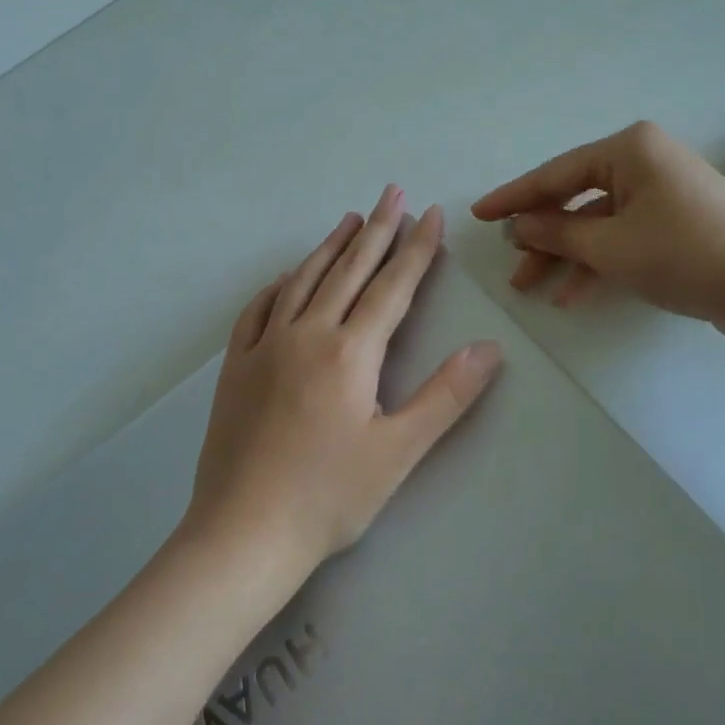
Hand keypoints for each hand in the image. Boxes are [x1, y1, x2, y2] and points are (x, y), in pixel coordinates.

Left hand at [188, 186, 502, 573]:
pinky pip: (257, 311)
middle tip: (392, 191)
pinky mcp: (236, 367)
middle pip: (349, 270)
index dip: (416, 248)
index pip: (392, 287)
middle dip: (377, 229)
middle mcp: (306, 334)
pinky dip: (278, 286)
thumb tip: (488, 348)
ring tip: (350, 218)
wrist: (243, 532)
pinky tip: (286, 277)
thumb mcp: (399, 451)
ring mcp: (265, 347)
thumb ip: (446, 396)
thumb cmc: (329, 497)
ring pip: (303, 281)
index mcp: (350, 352)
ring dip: (330, 246)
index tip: (431, 213)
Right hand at [472, 121, 724, 330]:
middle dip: (541, 235)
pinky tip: (571, 294)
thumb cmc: (682, 253)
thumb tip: (519, 226)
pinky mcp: (677, 223)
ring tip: (532, 286)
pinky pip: (623, 237)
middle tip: (510, 262)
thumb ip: (556, 233)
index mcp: (629, 149)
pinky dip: (598, 263)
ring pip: (598, 223)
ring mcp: (663, 193)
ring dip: (566, 255)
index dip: (513, 197)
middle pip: (575, 198)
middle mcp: (645, 162)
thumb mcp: (608, 246)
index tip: (478, 214)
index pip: (555, 174)